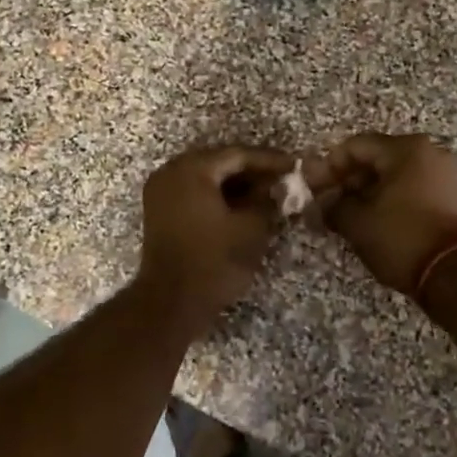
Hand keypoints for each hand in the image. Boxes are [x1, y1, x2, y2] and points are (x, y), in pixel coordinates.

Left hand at [134, 145, 292, 331]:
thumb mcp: (251, 228)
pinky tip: (242, 207)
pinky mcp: (160, 212)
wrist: (172, 301)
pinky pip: (194, 192)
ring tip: (268, 194)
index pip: (238, 154)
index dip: (270, 160)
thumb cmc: (214, 261)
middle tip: (283, 179)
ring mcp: (161, 192)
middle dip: (252, 171)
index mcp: (192, 169)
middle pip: (219, 162)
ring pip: (206, 177)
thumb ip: (267, 201)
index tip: (296, 166)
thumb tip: (278, 188)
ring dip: (236, 184)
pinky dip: (218, 196)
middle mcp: (171, 172)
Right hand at [322, 133, 456, 295]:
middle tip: (328, 203)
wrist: (453, 273)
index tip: (314, 188)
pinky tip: (374, 219)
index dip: (329, 166)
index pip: (356, 146)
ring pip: (395, 174)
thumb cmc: (401, 238)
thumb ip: (332, 205)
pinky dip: (391, 197)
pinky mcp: (451, 195)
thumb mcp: (357, 222)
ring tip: (348, 215)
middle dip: (349, 180)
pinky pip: (412, 186)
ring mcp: (444, 173)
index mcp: (406, 149)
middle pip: (377, 157)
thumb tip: (320, 202)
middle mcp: (430, 152)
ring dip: (368, 190)